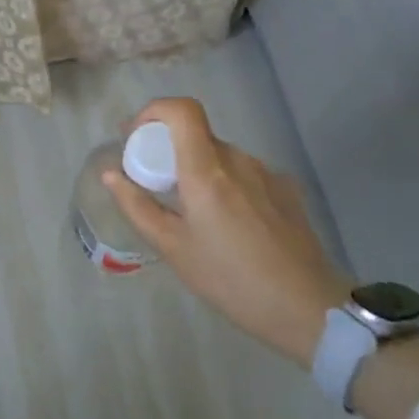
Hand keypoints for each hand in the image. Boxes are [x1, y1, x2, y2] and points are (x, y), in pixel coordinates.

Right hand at [103, 98, 352, 365]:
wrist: (308, 308)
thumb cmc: (230, 280)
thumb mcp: (173, 248)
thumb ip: (137, 206)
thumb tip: (110, 174)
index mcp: (207, 171)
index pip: (182, 110)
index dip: (154, 111)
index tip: (136, 136)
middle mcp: (238, 160)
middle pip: (197, 135)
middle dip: (170, 151)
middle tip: (157, 188)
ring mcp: (266, 172)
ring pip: (220, 156)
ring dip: (199, 171)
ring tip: (195, 216)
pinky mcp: (286, 189)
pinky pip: (244, 174)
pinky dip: (226, 186)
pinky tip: (231, 228)